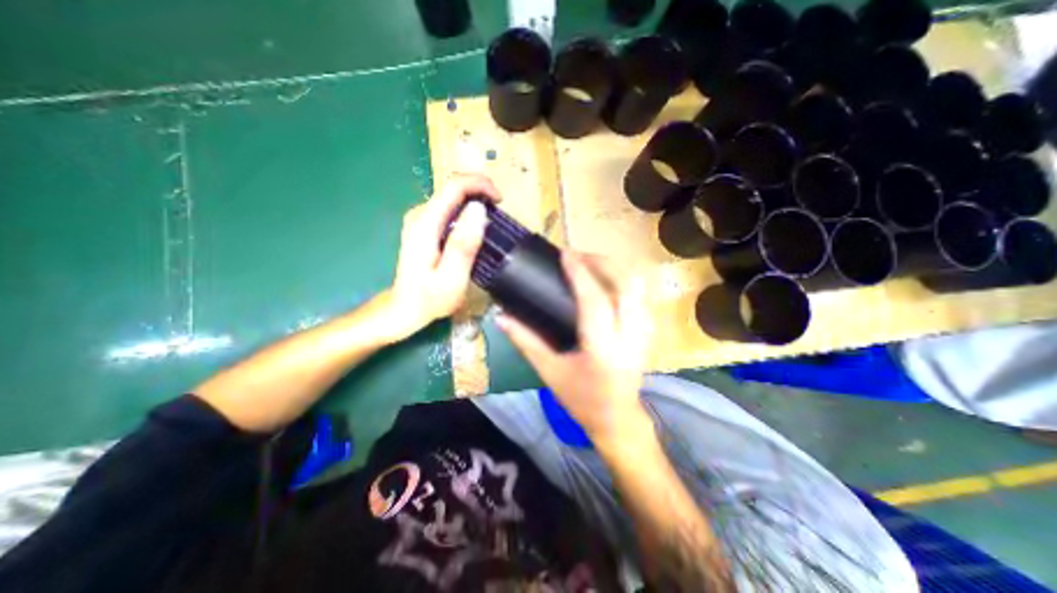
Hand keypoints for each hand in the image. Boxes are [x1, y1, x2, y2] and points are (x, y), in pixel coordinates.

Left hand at [388, 174, 500, 338]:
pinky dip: (467, 212)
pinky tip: (476, 229)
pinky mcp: (424, 226)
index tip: (499, 200)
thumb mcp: (452, 277)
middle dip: (480, 193)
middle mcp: (420, 214)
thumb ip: (463, 244)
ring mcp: (420, 219)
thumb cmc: (430, 298)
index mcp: (426, 224)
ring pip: (452, 197)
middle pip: (453, 188)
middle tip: (499, 213)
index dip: (480, 184)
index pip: (454, 186)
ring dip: (475, 202)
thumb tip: (478, 209)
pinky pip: (450, 208)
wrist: (405, 308)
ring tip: (491, 223)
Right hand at [498, 249, 653, 448]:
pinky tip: (606, 280)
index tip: (566, 254)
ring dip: (615, 268)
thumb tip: (501, 317)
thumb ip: (525, 341)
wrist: (618, 419)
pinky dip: (623, 280)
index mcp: (602, 350)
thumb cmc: (580, 399)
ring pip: (638, 287)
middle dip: (602, 262)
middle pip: (625, 286)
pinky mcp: (649, 332)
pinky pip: (641, 295)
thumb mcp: (549, 371)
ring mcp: (644, 334)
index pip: (594, 301)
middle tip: (578, 255)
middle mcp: (629, 338)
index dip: (580, 273)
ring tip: (591, 263)